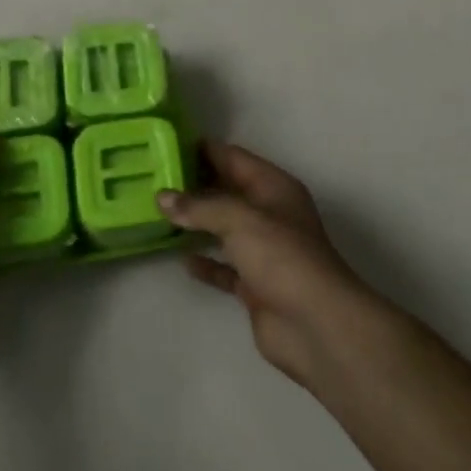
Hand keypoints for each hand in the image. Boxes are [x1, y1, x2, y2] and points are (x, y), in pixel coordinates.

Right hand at [158, 142, 372, 389]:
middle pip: (227, 191)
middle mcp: (270, 213)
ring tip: (159, 214)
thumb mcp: (239, 219)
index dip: (203, 150)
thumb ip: (200, 206)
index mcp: (274, 187)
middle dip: (195, 185)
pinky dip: (206, 262)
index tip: (167, 146)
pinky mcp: (255, 284)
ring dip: (197, 223)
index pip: (234, 158)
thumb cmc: (281, 257)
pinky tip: (182, 260)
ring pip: (224, 228)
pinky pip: (225, 267)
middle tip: (155, 179)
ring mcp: (264, 250)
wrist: (315, 324)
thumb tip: (163, 197)